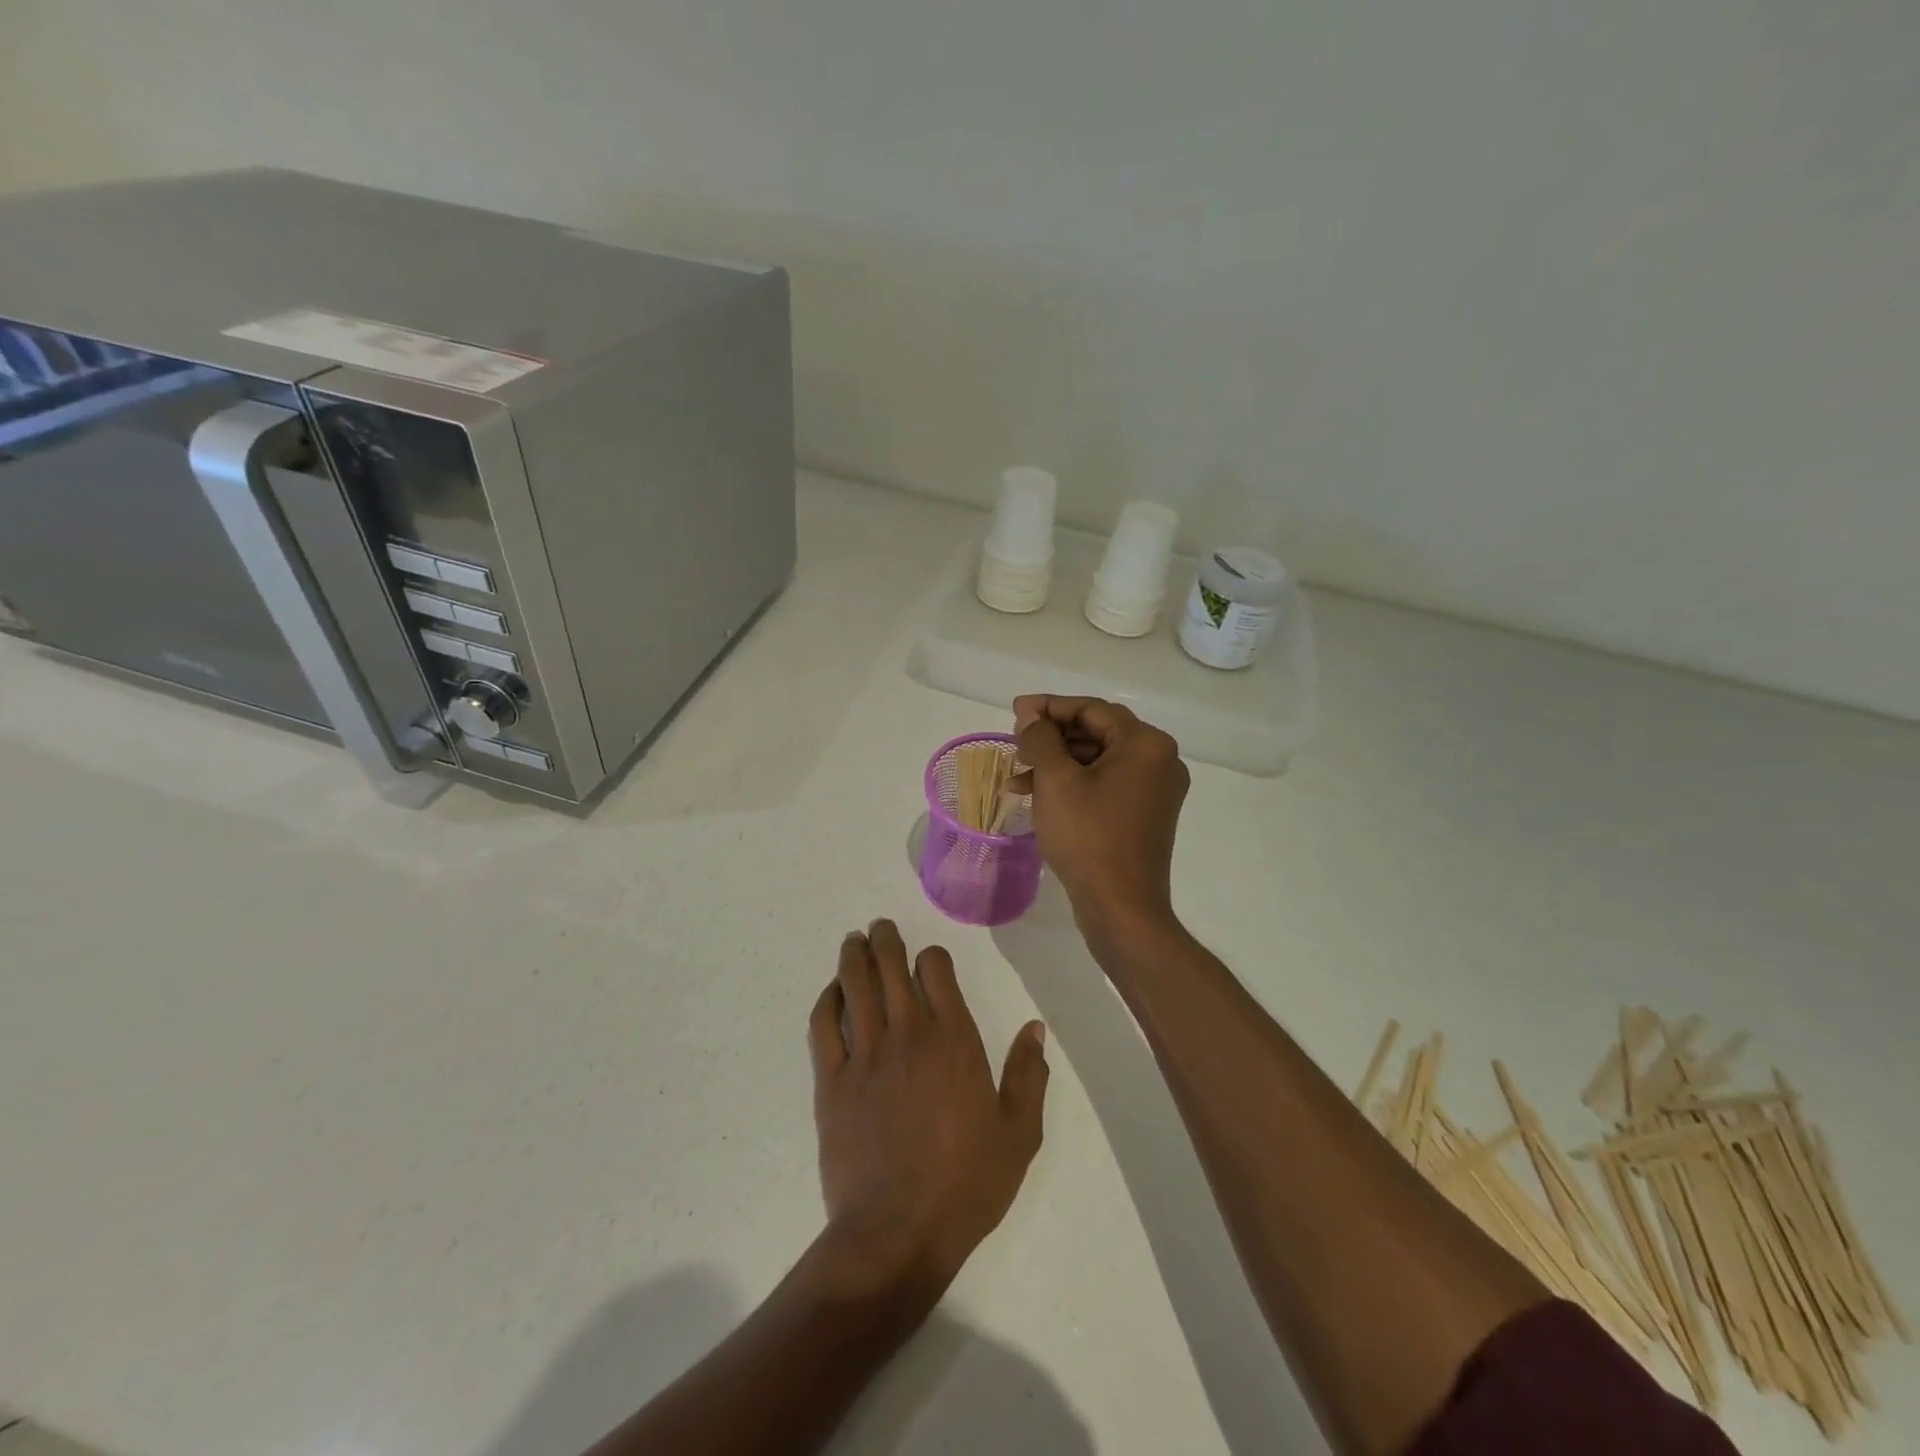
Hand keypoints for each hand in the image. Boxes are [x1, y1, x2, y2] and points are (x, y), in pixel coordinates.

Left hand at [809, 920, 1048, 1302]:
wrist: (897, 1233)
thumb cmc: (966, 1185)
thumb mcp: (1018, 1135)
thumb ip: (1029, 1075)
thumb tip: (1034, 1027)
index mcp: (955, 1041)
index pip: (936, 970)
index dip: (931, 956)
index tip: (929, 960)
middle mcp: (909, 1035)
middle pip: (891, 967)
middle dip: (885, 940)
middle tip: (879, 928)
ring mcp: (866, 1055)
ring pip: (855, 985)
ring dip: (854, 956)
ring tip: (854, 941)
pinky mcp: (831, 1081)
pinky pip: (824, 1025)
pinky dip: (827, 1000)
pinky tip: (832, 991)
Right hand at [1012, 695, 1189, 935]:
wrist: (1121, 908)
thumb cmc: (1088, 837)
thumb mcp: (1056, 781)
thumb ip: (1040, 739)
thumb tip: (1031, 717)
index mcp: (1146, 744)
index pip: (1092, 709)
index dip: (1049, 706)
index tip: (1015, 710)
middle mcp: (1159, 761)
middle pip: (1097, 732)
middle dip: (1051, 737)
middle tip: (1015, 742)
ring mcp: (1154, 790)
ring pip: (1097, 761)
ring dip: (1057, 763)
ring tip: (1017, 776)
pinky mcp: (1144, 815)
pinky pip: (1105, 785)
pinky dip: (1073, 785)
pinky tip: (1037, 796)